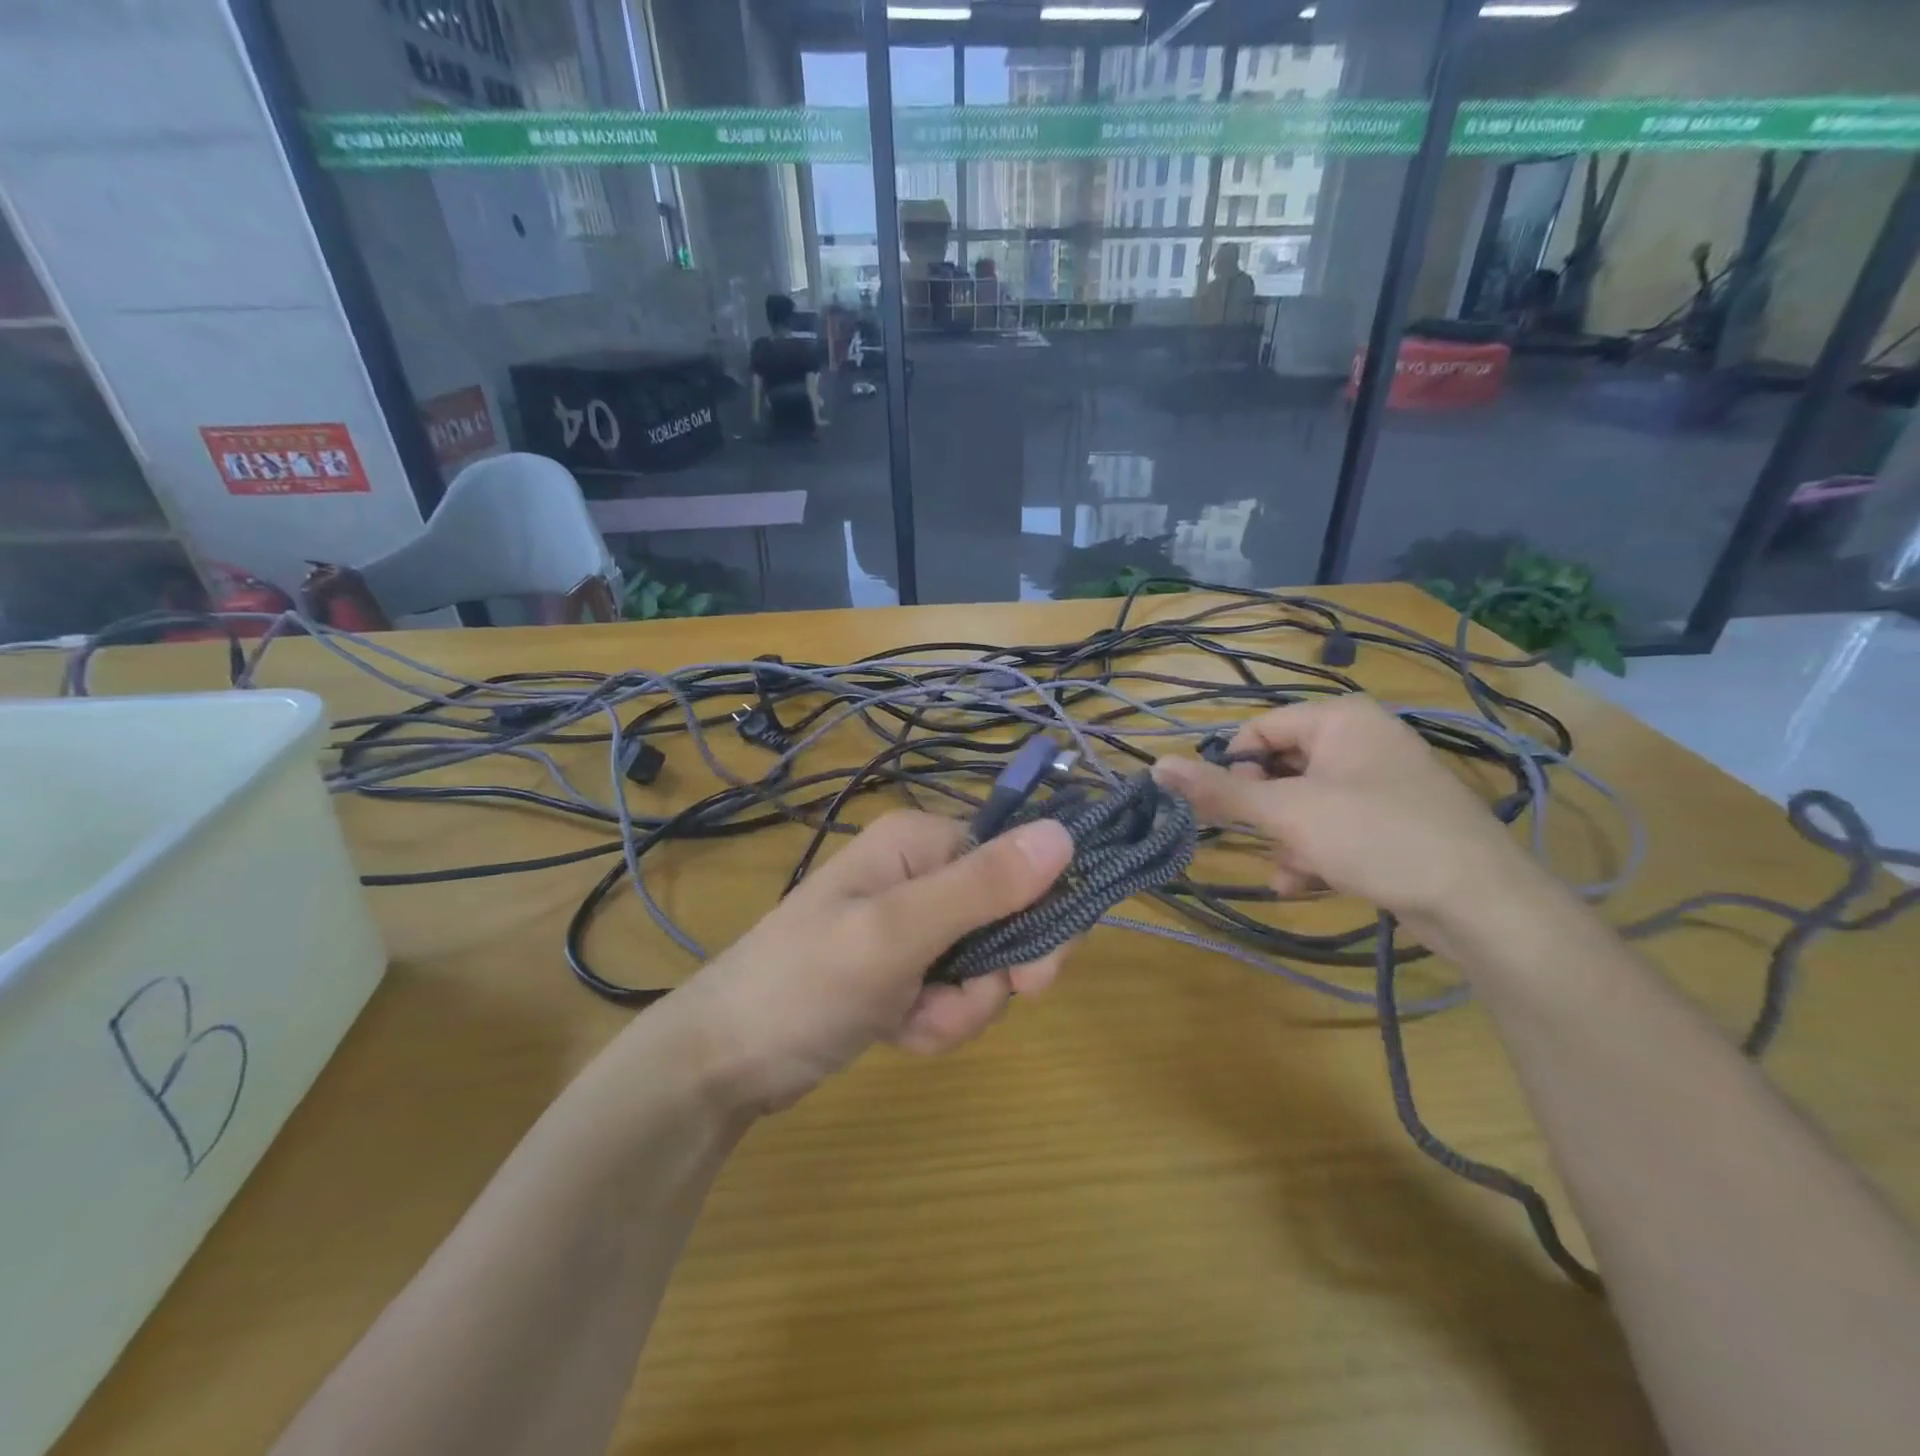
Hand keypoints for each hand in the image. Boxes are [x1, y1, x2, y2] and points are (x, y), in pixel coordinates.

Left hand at [675, 811, 1074, 1113]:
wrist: (724, 1061)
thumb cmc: (806, 984)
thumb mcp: (898, 933)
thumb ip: (983, 887)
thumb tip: (1064, 833)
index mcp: (922, 842)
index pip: (1017, 863)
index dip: (1035, 919)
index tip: (1029, 978)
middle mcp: (922, 871)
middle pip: (1007, 918)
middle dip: (987, 979)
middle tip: (951, 1007)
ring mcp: (912, 922)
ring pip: (984, 966)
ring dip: (956, 1009)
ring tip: (904, 1023)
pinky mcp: (904, 967)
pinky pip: (954, 992)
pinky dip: (934, 1022)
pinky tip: (894, 1033)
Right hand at [1152, 697, 1535, 926]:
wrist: (1481, 902)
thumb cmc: (1375, 837)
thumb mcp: (1286, 813)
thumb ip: (1220, 790)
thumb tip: (1156, 765)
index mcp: (1339, 719)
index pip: (1259, 729)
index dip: (1233, 767)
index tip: (1221, 807)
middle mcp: (1362, 739)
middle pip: (1281, 766)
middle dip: (1262, 810)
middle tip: (1253, 840)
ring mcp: (1383, 780)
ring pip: (1305, 801)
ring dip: (1284, 837)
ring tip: (1286, 871)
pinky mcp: (1396, 819)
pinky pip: (1336, 823)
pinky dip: (1315, 850)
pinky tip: (1305, 883)